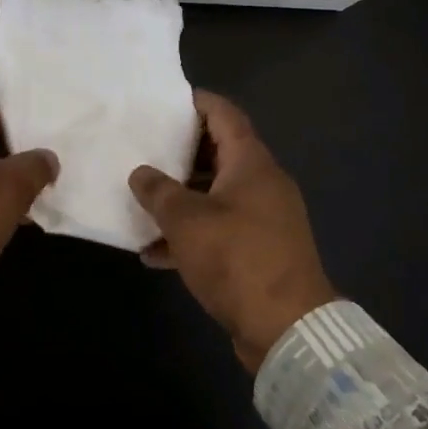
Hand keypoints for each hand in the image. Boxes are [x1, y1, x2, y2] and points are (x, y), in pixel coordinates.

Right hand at [129, 91, 336, 371]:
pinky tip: (155, 252)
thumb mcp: (186, 220)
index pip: (224, 115)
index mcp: (251, 163)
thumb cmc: (237, 258)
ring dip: (182, 198)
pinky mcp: (261, 252)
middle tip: (145, 146)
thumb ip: (159, 191)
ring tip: (142, 199)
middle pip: (220, 154)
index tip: (166, 99)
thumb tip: (140, 173)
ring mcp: (264, 219)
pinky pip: (221, 229)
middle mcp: (262, 183)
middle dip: (181, 152)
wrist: (287, 328)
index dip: (197, 102)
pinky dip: (191, 234)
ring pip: (216, 195)